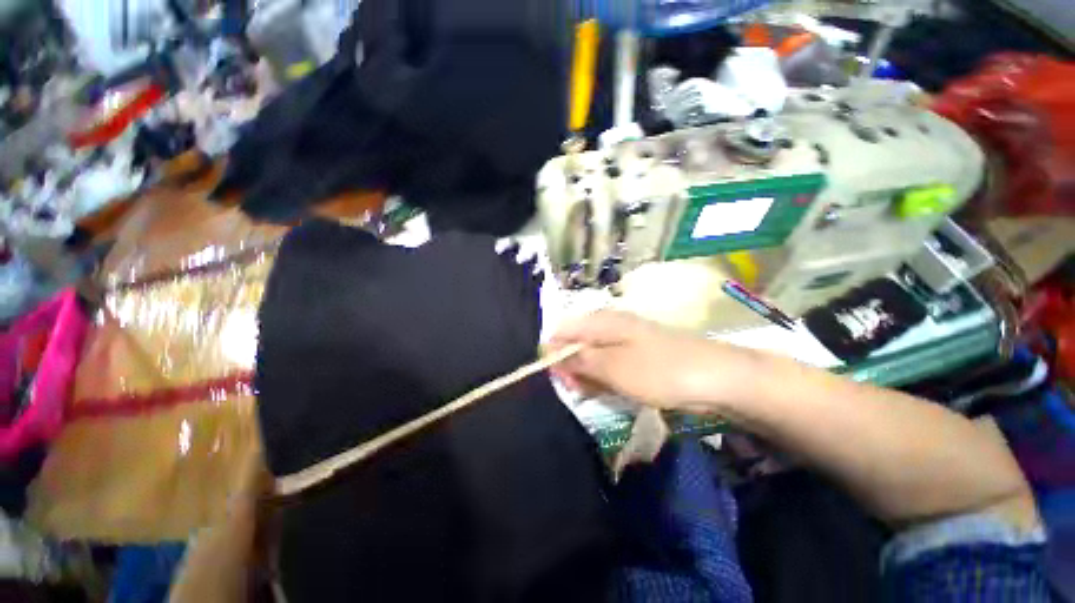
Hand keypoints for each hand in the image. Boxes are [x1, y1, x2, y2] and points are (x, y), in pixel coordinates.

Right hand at [548, 310, 759, 411]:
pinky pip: (609, 364)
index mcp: (601, 321)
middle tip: (578, 389)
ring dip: (588, 374)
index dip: (553, 352)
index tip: (557, 377)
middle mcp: (609, 326)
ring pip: (592, 355)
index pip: (562, 330)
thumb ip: (579, 359)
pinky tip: (610, 390)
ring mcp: (624, 340)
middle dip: (571, 366)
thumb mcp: (613, 367)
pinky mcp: (636, 355)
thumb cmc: (659, 371)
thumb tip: (549, 351)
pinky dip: (605, 378)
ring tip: (596, 392)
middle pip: (576, 342)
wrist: (715, 378)